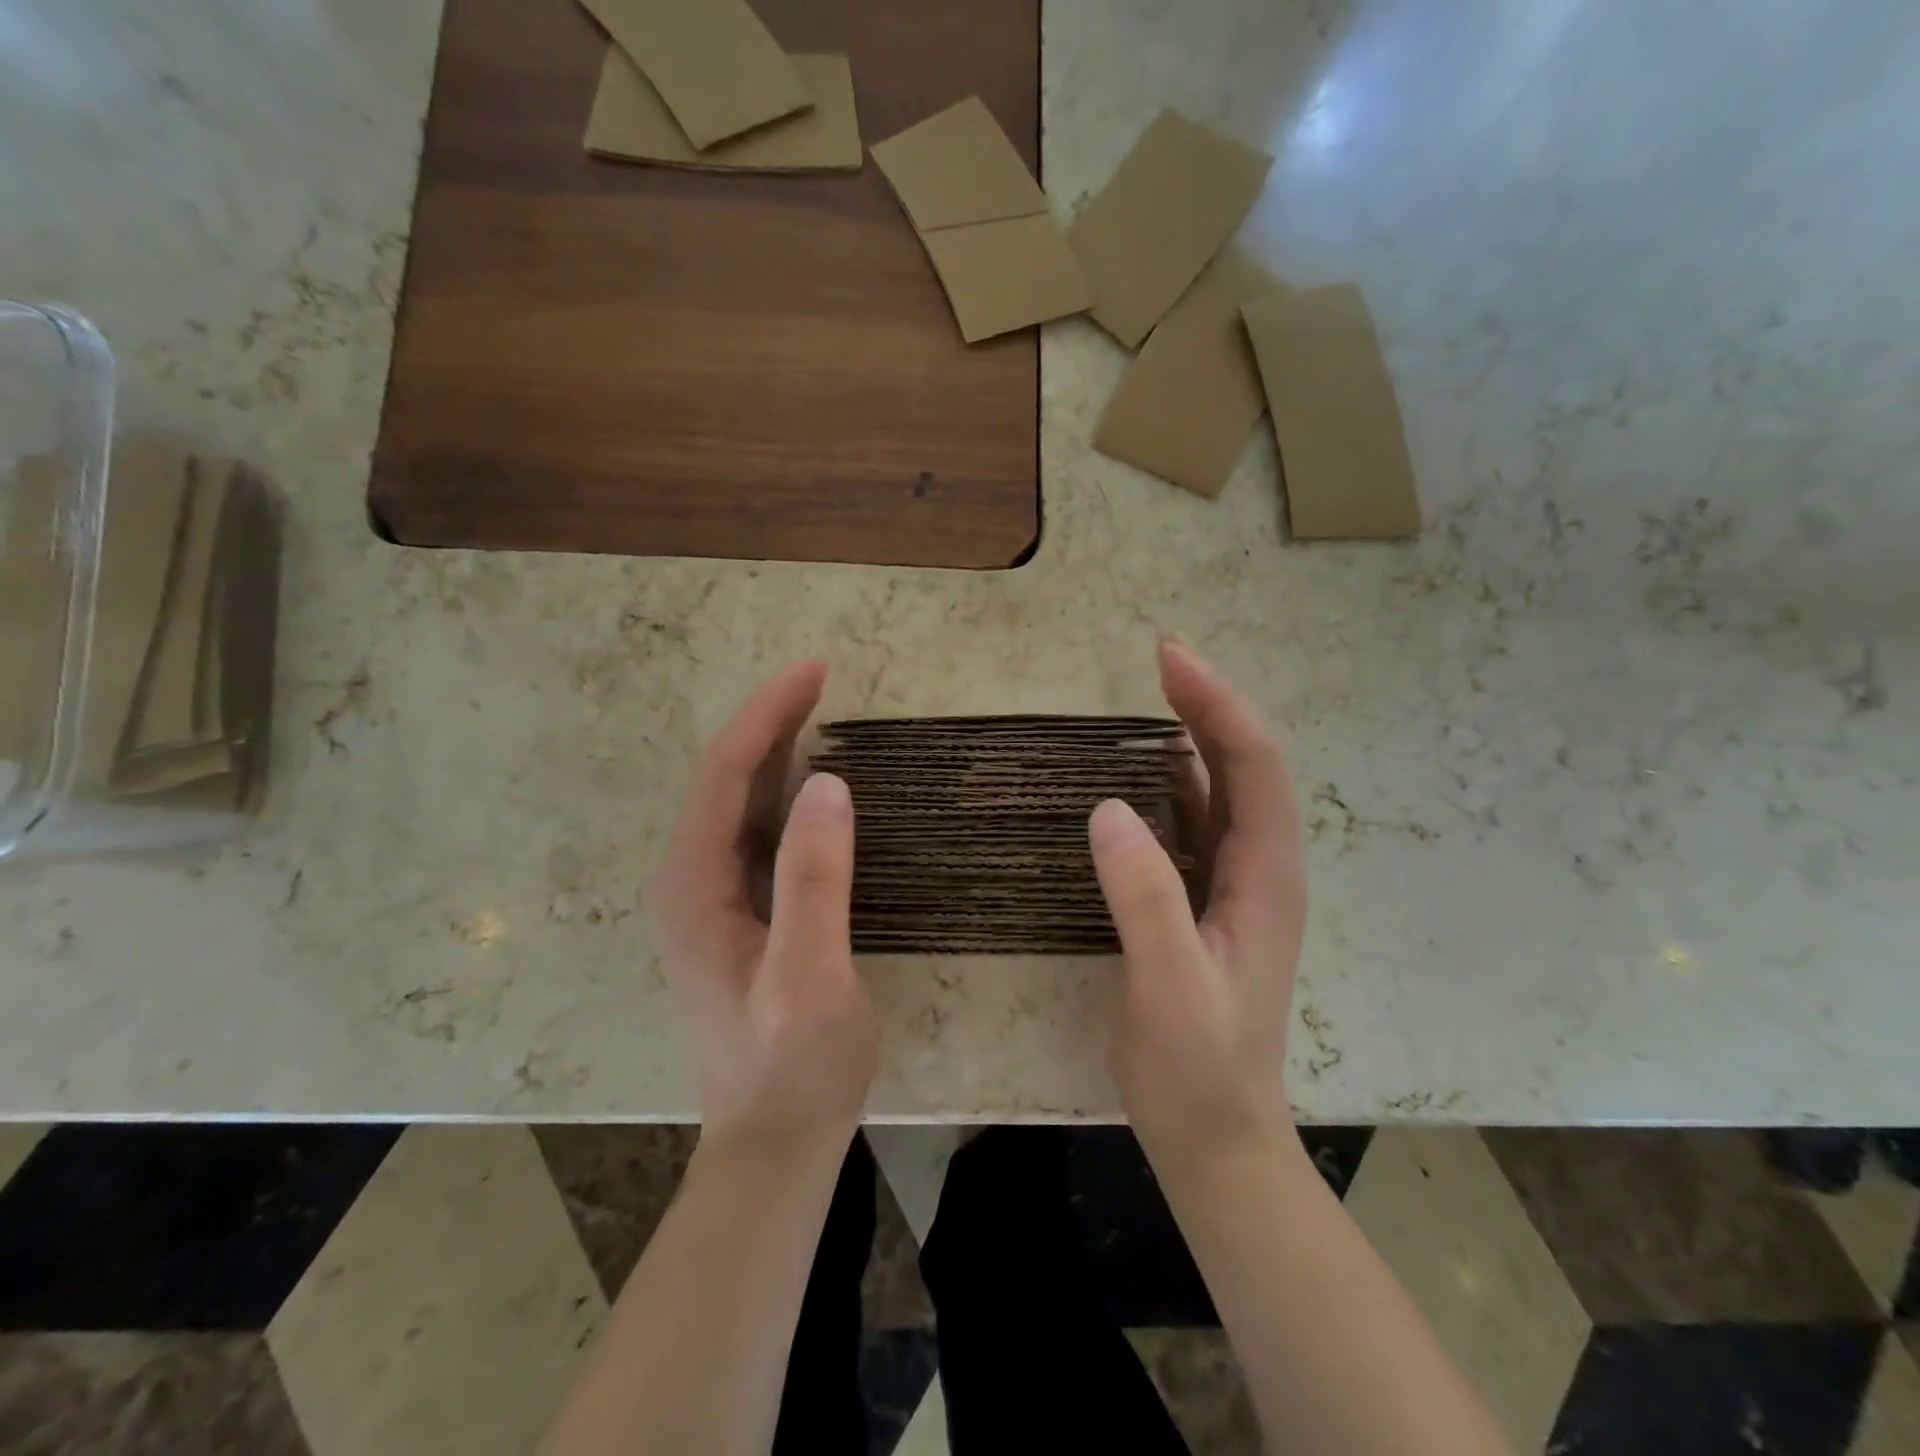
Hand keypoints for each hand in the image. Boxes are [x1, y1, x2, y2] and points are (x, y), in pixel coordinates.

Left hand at [652, 662, 876, 1156]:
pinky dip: (782, 793)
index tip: (814, 670)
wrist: (773, 1144)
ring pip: (736, 803)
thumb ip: (815, 881)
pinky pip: (754, 833)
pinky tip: (811, 787)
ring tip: (817, 713)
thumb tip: (830, 784)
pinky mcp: (735, 916)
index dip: (766, 715)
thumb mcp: (810, 978)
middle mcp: (688, 882)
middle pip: (723, 780)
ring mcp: (708, 900)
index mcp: (693, 886)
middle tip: (820, 679)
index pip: (724, 774)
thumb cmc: (794, 1066)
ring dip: (774, 752)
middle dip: (768, 722)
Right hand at [1087, 638, 1307, 1168]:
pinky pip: (1193, 824)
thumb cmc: (1196, 1068)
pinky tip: (1137, 776)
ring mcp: (1232, 887)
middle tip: (1159, 657)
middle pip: (1242, 767)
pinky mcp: (1203, 904)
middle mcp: (1259, 870)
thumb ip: (1145, 898)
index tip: (1169, 657)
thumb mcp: (1170, 985)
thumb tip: (1107, 808)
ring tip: (1149, 698)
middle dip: (1207, 706)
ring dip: (1193, 738)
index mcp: (1266, 877)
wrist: (1214, 1139)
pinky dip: (1169, 784)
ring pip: (1219, 792)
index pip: (1253, 766)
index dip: (1216, 704)